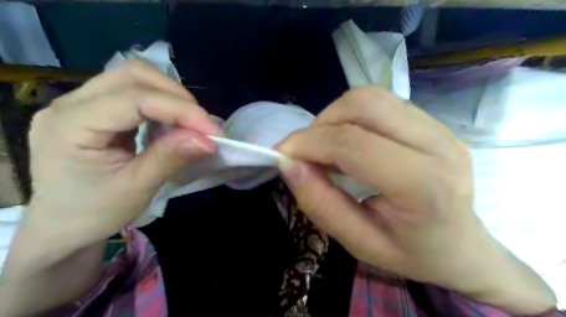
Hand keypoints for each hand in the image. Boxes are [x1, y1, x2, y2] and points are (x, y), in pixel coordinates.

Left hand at [20, 61, 218, 264]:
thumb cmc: (94, 212)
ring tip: (189, 125)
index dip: (180, 110)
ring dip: (171, 97)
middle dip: (177, 96)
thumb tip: (207, 140)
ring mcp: (80, 102)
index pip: (135, 99)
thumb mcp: (136, 188)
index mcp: (71, 125)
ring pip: (135, 78)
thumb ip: (170, 158)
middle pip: (134, 75)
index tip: (212, 131)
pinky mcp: (94, 109)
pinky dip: (161, 104)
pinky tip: (171, 124)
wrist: (63, 226)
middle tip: (201, 125)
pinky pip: (134, 92)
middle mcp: (70, 103)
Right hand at [277, 86, 555, 313]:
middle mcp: (437, 145)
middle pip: (364, 105)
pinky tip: (351, 141)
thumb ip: (321, 204)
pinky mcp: (434, 123)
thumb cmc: (412, 253)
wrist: (462, 247)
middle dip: (321, 124)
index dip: (308, 143)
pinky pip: (383, 103)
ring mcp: (440, 129)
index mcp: (423, 185)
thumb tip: (289, 164)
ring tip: (326, 146)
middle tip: (306, 152)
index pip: (352, 144)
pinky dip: (353, 116)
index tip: (283, 154)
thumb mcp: (359, 242)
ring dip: (335, 116)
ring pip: (372, 97)